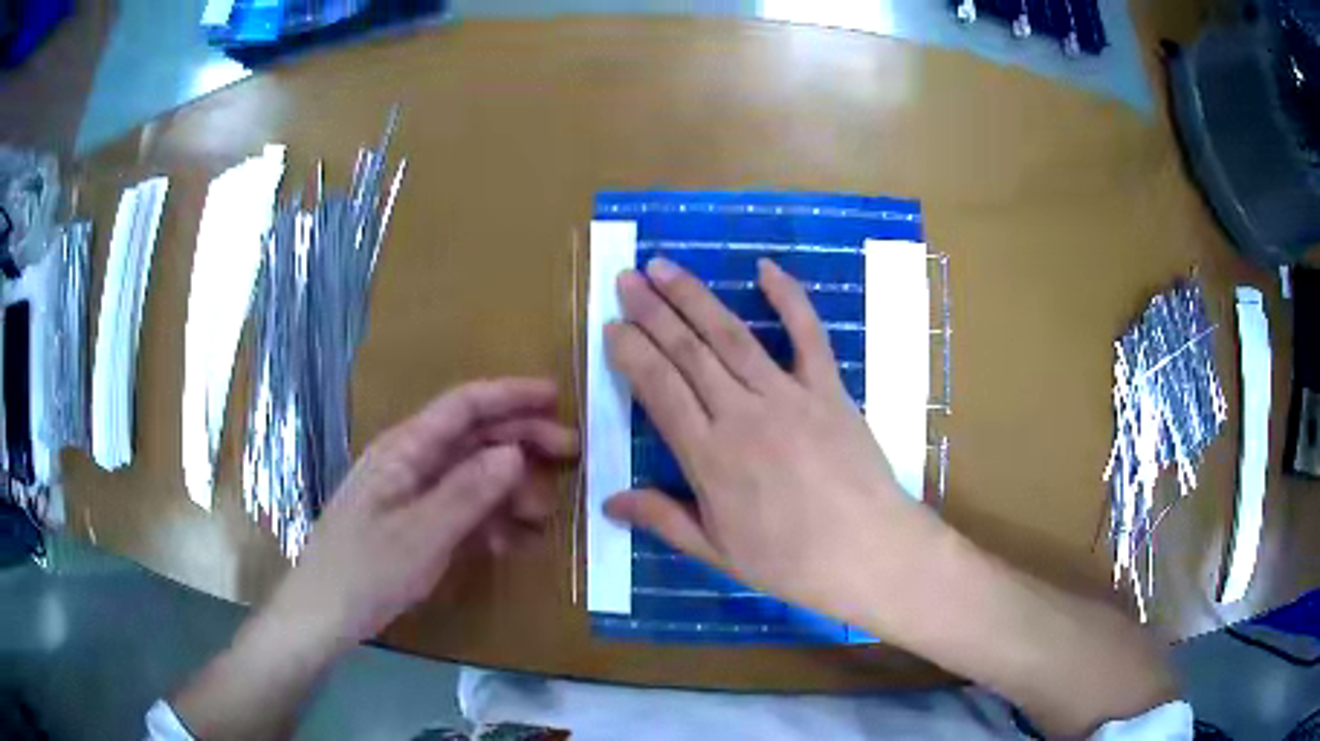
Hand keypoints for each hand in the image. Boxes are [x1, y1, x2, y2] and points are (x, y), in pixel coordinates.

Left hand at [266, 378, 577, 648]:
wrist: (324, 614)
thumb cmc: (366, 569)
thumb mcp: (421, 533)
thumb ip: (469, 492)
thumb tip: (515, 453)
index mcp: (405, 450)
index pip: (462, 406)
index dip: (509, 395)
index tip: (555, 397)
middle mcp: (410, 463)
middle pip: (473, 438)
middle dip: (521, 442)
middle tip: (570, 455)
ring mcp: (413, 495)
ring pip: (472, 477)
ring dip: (510, 490)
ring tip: (543, 515)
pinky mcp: (415, 525)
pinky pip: (461, 511)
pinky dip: (490, 521)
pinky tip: (512, 543)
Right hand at [604, 257, 950, 633]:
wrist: (868, 552)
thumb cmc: (790, 560)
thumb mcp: (717, 551)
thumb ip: (662, 519)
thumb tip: (607, 502)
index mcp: (709, 456)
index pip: (659, 388)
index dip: (632, 352)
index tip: (612, 324)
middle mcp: (742, 414)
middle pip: (688, 352)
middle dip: (652, 311)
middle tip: (627, 277)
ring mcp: (788, 395)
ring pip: (732, 335)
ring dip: (695, 297)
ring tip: (664, 266)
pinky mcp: (829, 389)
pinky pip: (808, 334)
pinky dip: (789, 298)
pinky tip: (766, 268)